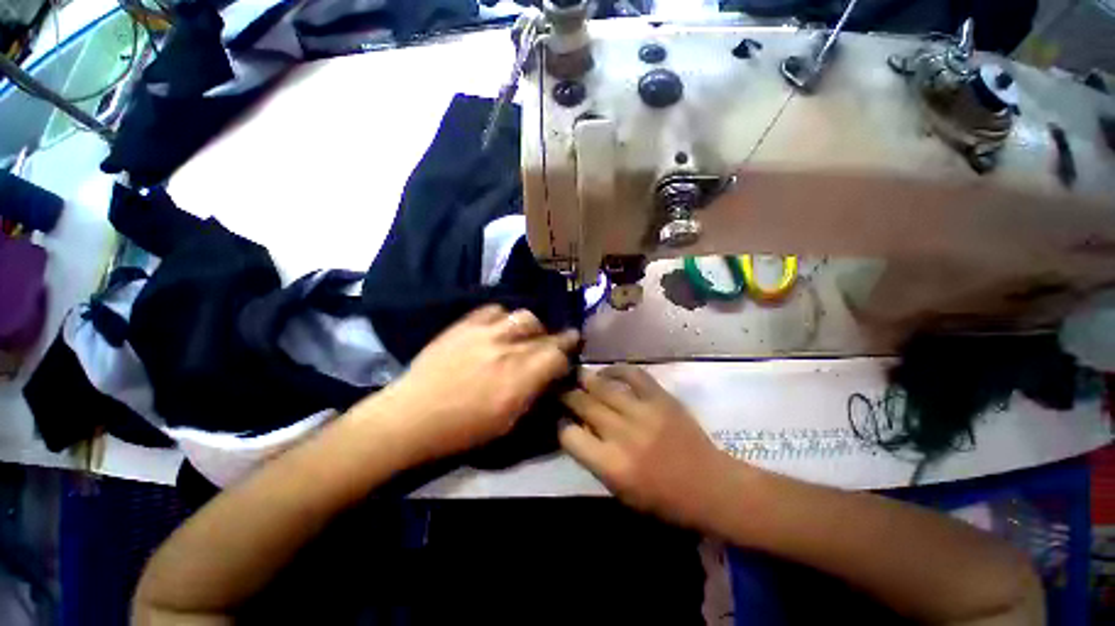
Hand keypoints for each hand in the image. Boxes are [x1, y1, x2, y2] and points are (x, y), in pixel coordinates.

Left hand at [374, 305, 578, 460]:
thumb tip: (548, 377)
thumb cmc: (462, 429)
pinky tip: (500, 327)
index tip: (567, 358)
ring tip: (526, 336)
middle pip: (545, 334)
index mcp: (520, 378)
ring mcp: (486, 332)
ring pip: (525, 316)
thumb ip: (533, 394)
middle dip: (556, 339)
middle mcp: (508, 350)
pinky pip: (495, 309)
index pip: (558, 356)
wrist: (412, 415)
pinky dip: (504, 317)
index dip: (566, 357)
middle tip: (555, 344)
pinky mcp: (466, 324)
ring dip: (532, 327)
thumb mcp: (507, 423)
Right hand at [559, 365, 733, 529]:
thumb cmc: (663, 499)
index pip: (569, 436)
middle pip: (583, 404)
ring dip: (585, 379)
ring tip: (576, 375)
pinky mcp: (661, 398)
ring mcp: (643, 412)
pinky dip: (616, 370)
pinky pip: (633, 375)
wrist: (710, 486)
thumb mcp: (620, 491)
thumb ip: (594, 459)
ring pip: (602, 387)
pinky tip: (607, 371)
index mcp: (611, 465)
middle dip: (567, 395)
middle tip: (560, 389)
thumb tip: (575, 429)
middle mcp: (623, 435)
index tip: (560, 419)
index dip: (561, 425)